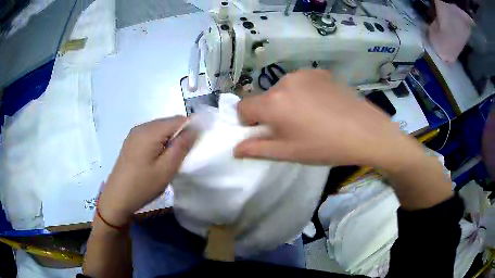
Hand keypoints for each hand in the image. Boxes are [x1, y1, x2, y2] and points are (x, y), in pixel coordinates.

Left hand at [98, 116, 195, 226]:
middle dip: (180, 135)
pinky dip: (160, 143)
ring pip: (160, 129)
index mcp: (150, 131)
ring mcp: (134, 134)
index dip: (191, 129)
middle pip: (169, 123)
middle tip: (183, 157)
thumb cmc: (143, 185)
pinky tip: (158, 159)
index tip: (196, 146)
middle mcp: (142, 127)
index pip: (179, 120)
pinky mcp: (131, 142)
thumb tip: (195, 128)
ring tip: (170, 160)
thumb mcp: (166, 168)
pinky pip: (151, 135)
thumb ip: (182, 146)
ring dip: (170, 140)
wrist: (117, 198)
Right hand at [234, 70, 422, 170]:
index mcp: (273, 103)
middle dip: (270, 113)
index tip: (264, 133)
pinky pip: (301, 82)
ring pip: (283, 89)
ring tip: (310, 118)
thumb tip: (235, 148)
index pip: (242, 107)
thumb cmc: (326, 146)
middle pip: (264, 98)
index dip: (247, 122)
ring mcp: (304, 74)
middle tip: (293, 129)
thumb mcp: (289, 153)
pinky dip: (303, 93)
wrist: (366, 131)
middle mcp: (284, 82)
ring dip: (287, 102)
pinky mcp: (320, 72)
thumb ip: (257, 150)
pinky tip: (322, 105)